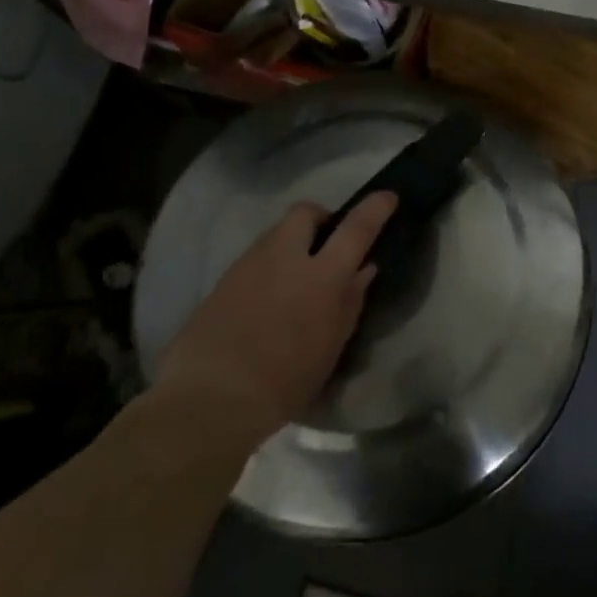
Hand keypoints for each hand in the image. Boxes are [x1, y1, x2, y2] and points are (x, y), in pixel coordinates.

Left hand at [152, 192, 397, 448]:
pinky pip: (254, 258)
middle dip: (320, 218)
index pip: (356, 228)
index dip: (375, 207)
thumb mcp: (330, 348)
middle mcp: (285, 257)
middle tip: (326, 244)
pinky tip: (266, 299)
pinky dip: (268, 266)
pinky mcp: (223, 279)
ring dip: (292, 242)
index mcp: (321, 276)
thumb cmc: (283, 382)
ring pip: (276, 233)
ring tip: (294, 278)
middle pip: (305, 212)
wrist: (209, 400)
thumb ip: (350, 302)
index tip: (387, 196)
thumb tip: (363, 269)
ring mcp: (249, 264)